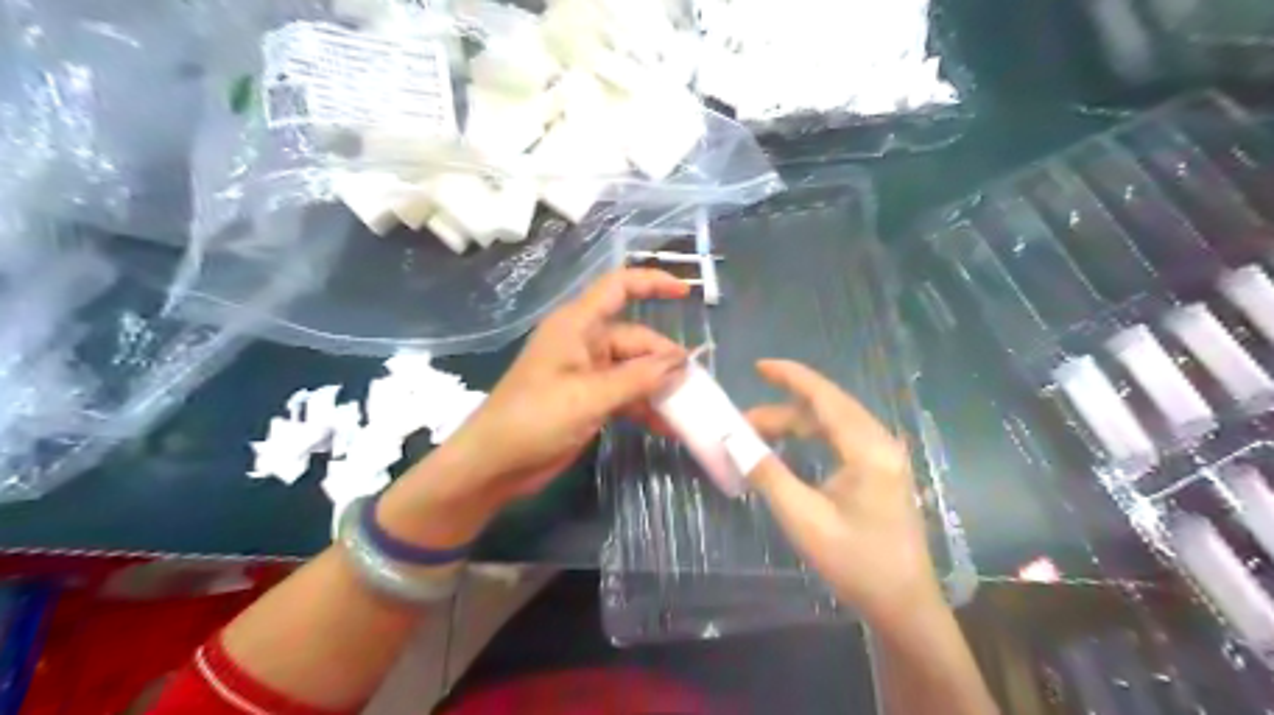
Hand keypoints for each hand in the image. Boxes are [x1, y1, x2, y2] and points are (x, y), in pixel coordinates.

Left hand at [379, 267, 685, 540]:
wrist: (494, 464)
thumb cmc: (534, 419)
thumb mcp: (590, 396)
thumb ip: (639, 378)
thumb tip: (682, 361)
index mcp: (577, 325)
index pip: (618, 287)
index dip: (652, 282)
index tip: (686, 293)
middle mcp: (584, 343)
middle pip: (635, 339)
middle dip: (664, 360)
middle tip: (694, 387)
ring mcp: (586, 372)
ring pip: (633, 370)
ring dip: (658, 388)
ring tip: (687, 410)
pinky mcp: (588, 399)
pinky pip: (625, 394)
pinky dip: (644, 407)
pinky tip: (667, 427)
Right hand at [742, 361, 939, 628]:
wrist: (903, 604)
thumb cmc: (855, 562)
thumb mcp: (804, 518)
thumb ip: (768, 474)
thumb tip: (734, 441)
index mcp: (868, 449)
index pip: (826, 397)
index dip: (792, 376)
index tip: (759, 366)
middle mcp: (880, 443)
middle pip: (828, 408)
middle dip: (784, 407)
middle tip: (744, 420)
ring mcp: (884, 457)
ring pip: (834, 423)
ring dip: (796, 423)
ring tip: (758, 435)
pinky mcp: (882, 471)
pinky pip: (842, 439)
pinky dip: (812, 436)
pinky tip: (791, 447)